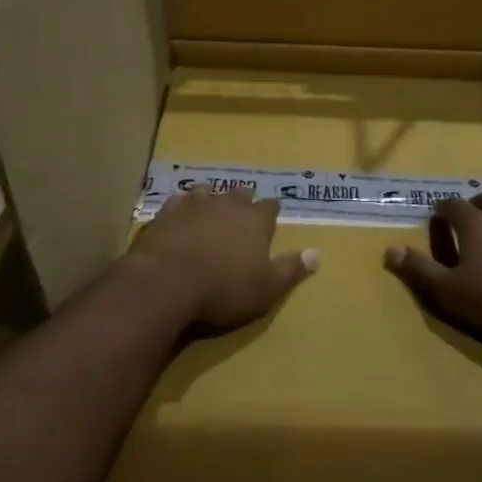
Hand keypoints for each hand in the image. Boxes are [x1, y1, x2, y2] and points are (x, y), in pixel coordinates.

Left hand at [126, 186, 318, 331]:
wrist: (166, 282)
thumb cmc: (223, 289)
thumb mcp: (266, 288)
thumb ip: (291, 270)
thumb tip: (317, 253)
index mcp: (255, 221)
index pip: (270, 207)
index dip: (271, 210)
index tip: (273, 212)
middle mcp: (227, 205)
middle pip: (239, 194)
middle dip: (243, 199)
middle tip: (243, 205)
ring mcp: (193, 205)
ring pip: (207, 192)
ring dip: (211, 197)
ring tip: (211, 202)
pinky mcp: (165, 214)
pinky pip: (176, 202)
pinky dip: (181, 206)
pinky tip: (178, 211)